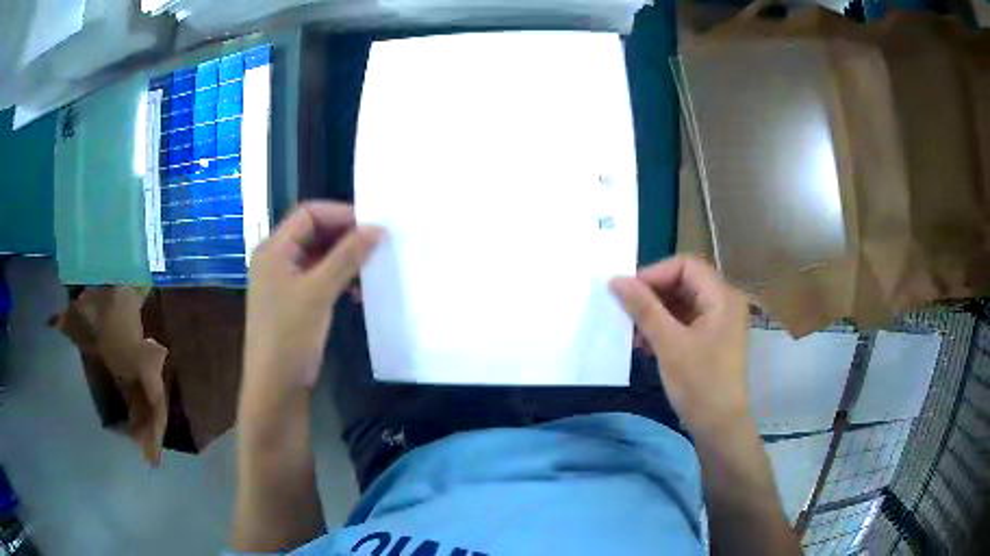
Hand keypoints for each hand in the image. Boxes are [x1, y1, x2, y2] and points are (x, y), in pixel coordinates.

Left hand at [241, 202, 381, 406]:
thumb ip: (347, 257)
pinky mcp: (294, 300)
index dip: (340, 214)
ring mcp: (284, 280)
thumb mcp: (319, 293)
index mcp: (274, 249)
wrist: (275, 387)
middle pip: (314, 232)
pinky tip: (358, 292)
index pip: (308, 214)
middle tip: (377, 245)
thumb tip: (378, 229)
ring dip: (344, 259)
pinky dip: (338, 278)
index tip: (373, 226)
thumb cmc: (290, 336)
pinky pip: (319, 277)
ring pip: (319, 256)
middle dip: (345, 236)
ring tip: (371, 269)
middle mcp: (277, 259)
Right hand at [610, 255, 750, 438]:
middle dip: (653, 295)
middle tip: (627, 313)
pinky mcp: (712, 338)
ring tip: (634, 334)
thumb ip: (644, 308)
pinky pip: (685, 320)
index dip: (654, 274)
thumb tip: (615, 280)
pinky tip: (646, 344)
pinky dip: (664, 327)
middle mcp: (724, 302)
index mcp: (722, 296)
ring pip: (682, 302)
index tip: (627, 293)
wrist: (719, 427)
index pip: (685, 265)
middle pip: (684, 282)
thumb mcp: (669, 344)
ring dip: (655, 313)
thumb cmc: (699, 384)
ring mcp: (719, 321)